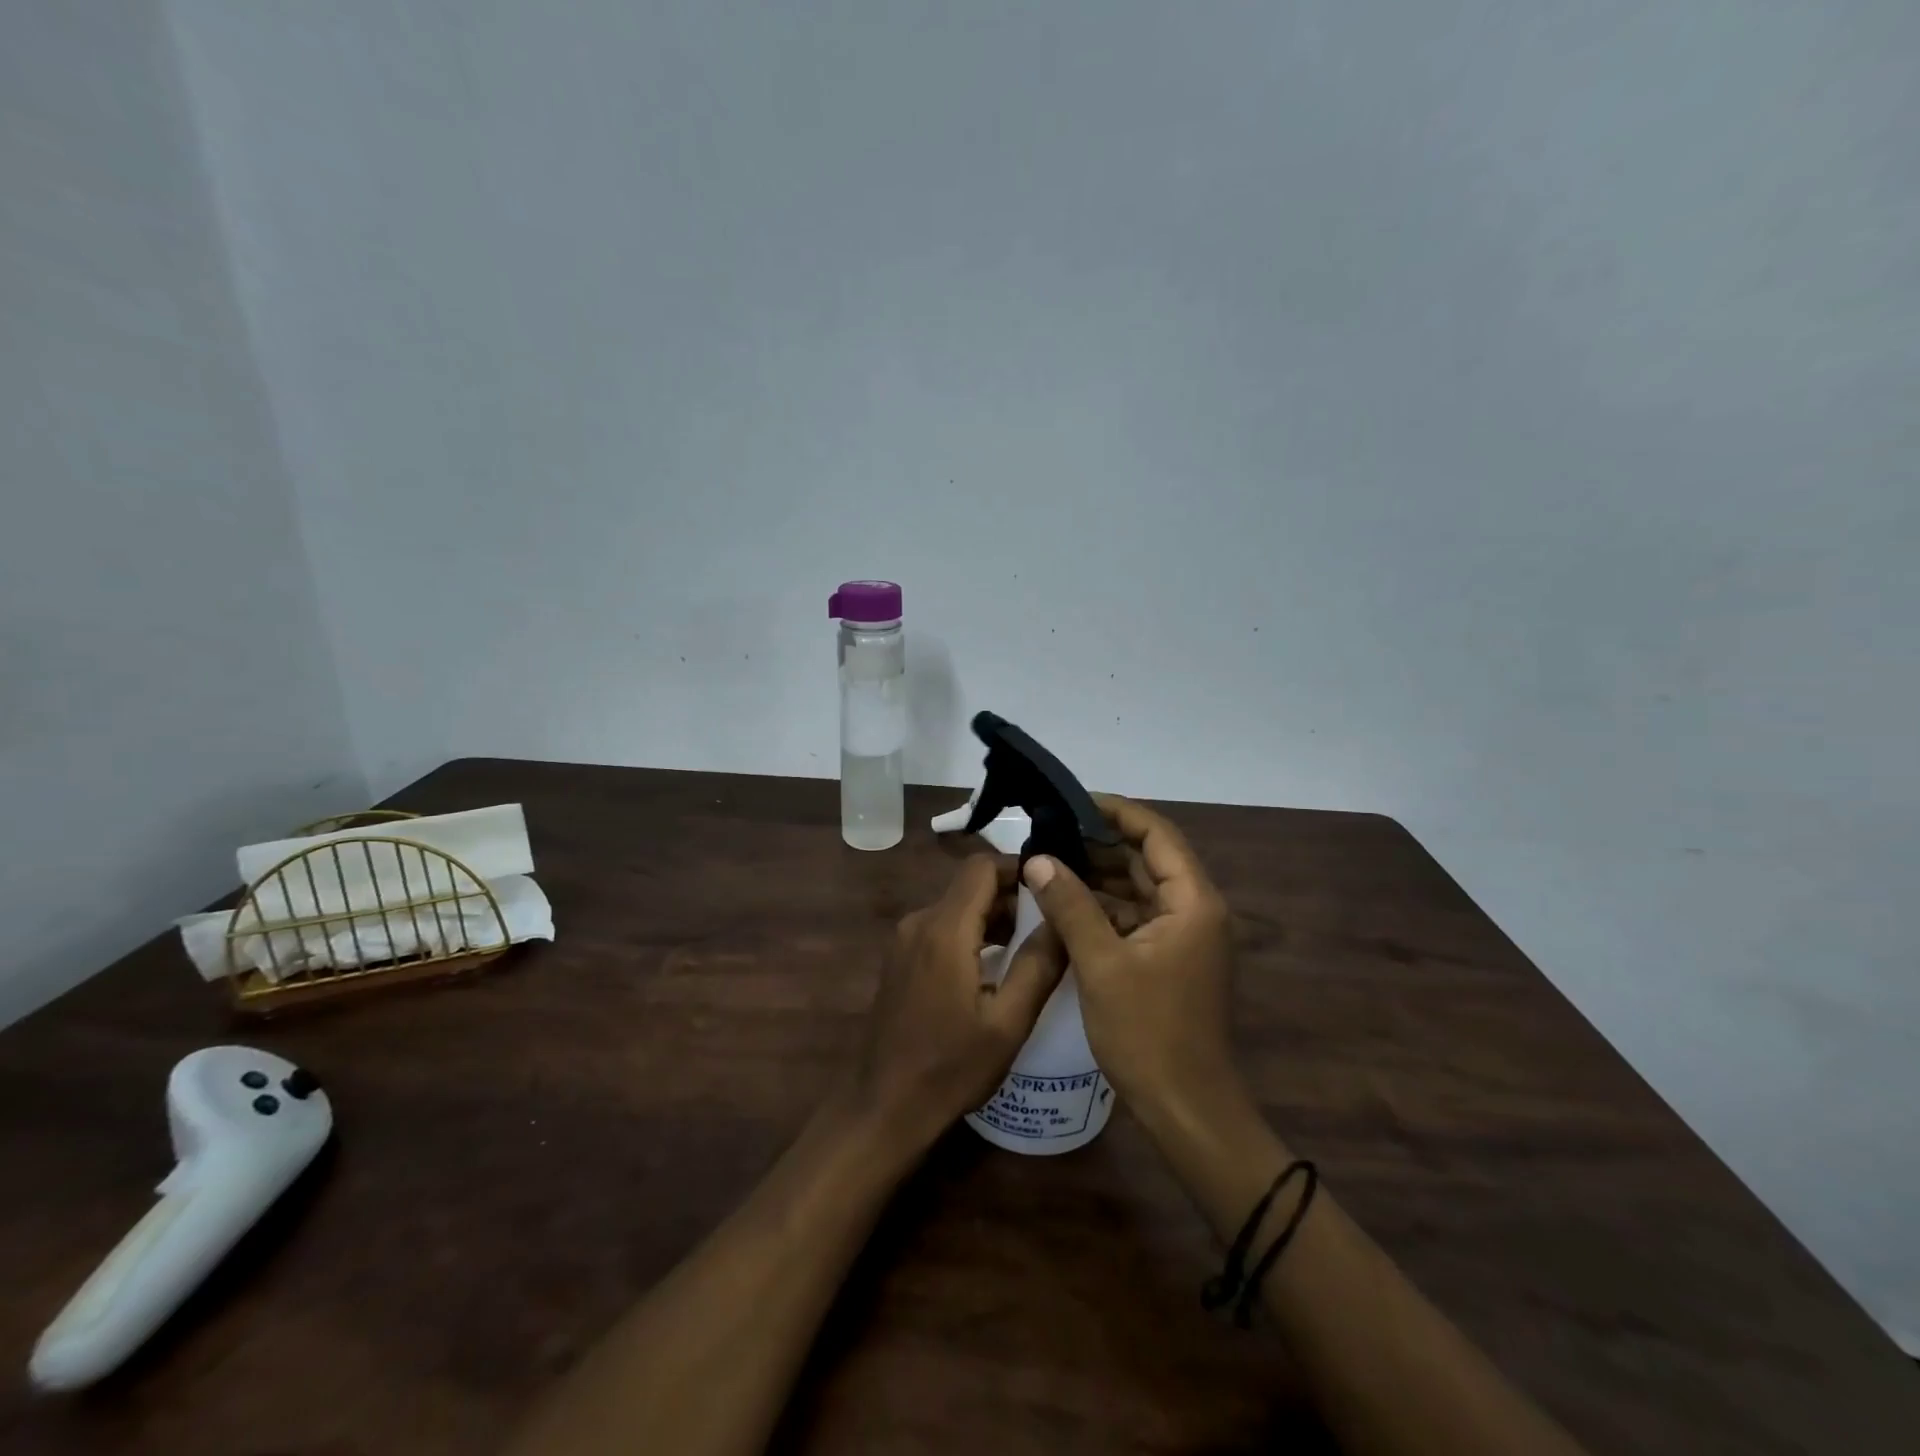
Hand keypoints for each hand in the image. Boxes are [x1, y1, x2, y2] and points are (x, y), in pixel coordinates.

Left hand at [853, 855, 1067, 1152]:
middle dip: (1011, 897)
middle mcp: (919, 922)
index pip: (982, 866)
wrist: (885, 1105)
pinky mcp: (899, 958)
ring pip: (956, 907)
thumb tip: (1063, 919)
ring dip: (992, 918)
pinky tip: (993, 968)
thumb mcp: (1008, 1022)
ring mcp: (903, 940)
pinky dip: (970, 934)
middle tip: (1050, 925)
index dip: (1018, 868)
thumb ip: (1038, 964)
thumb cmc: (951, 1067)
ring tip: (1029, 948)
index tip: (1051, 888)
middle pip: (970, 886)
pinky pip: (940, 927)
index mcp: (944, 929)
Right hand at [1021, 796, 1236, 1121]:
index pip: (1157, 834)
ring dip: (1099, 876)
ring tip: (1049, 860)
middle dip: (1100, 843)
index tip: (1071, 802)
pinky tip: (1065, 904)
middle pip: (1148, 859)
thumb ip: (1070, 905)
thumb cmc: (1149, 1033)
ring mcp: (1184, 936)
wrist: (1188, 1110)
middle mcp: (1195, 910)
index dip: (1116, 812)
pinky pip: (1135, 918)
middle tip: (1049, 831)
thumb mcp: (1102, 964)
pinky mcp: (1170, 959)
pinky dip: (1104, 908)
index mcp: (1192, 902)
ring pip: (1138, 890)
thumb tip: (1038, 859)